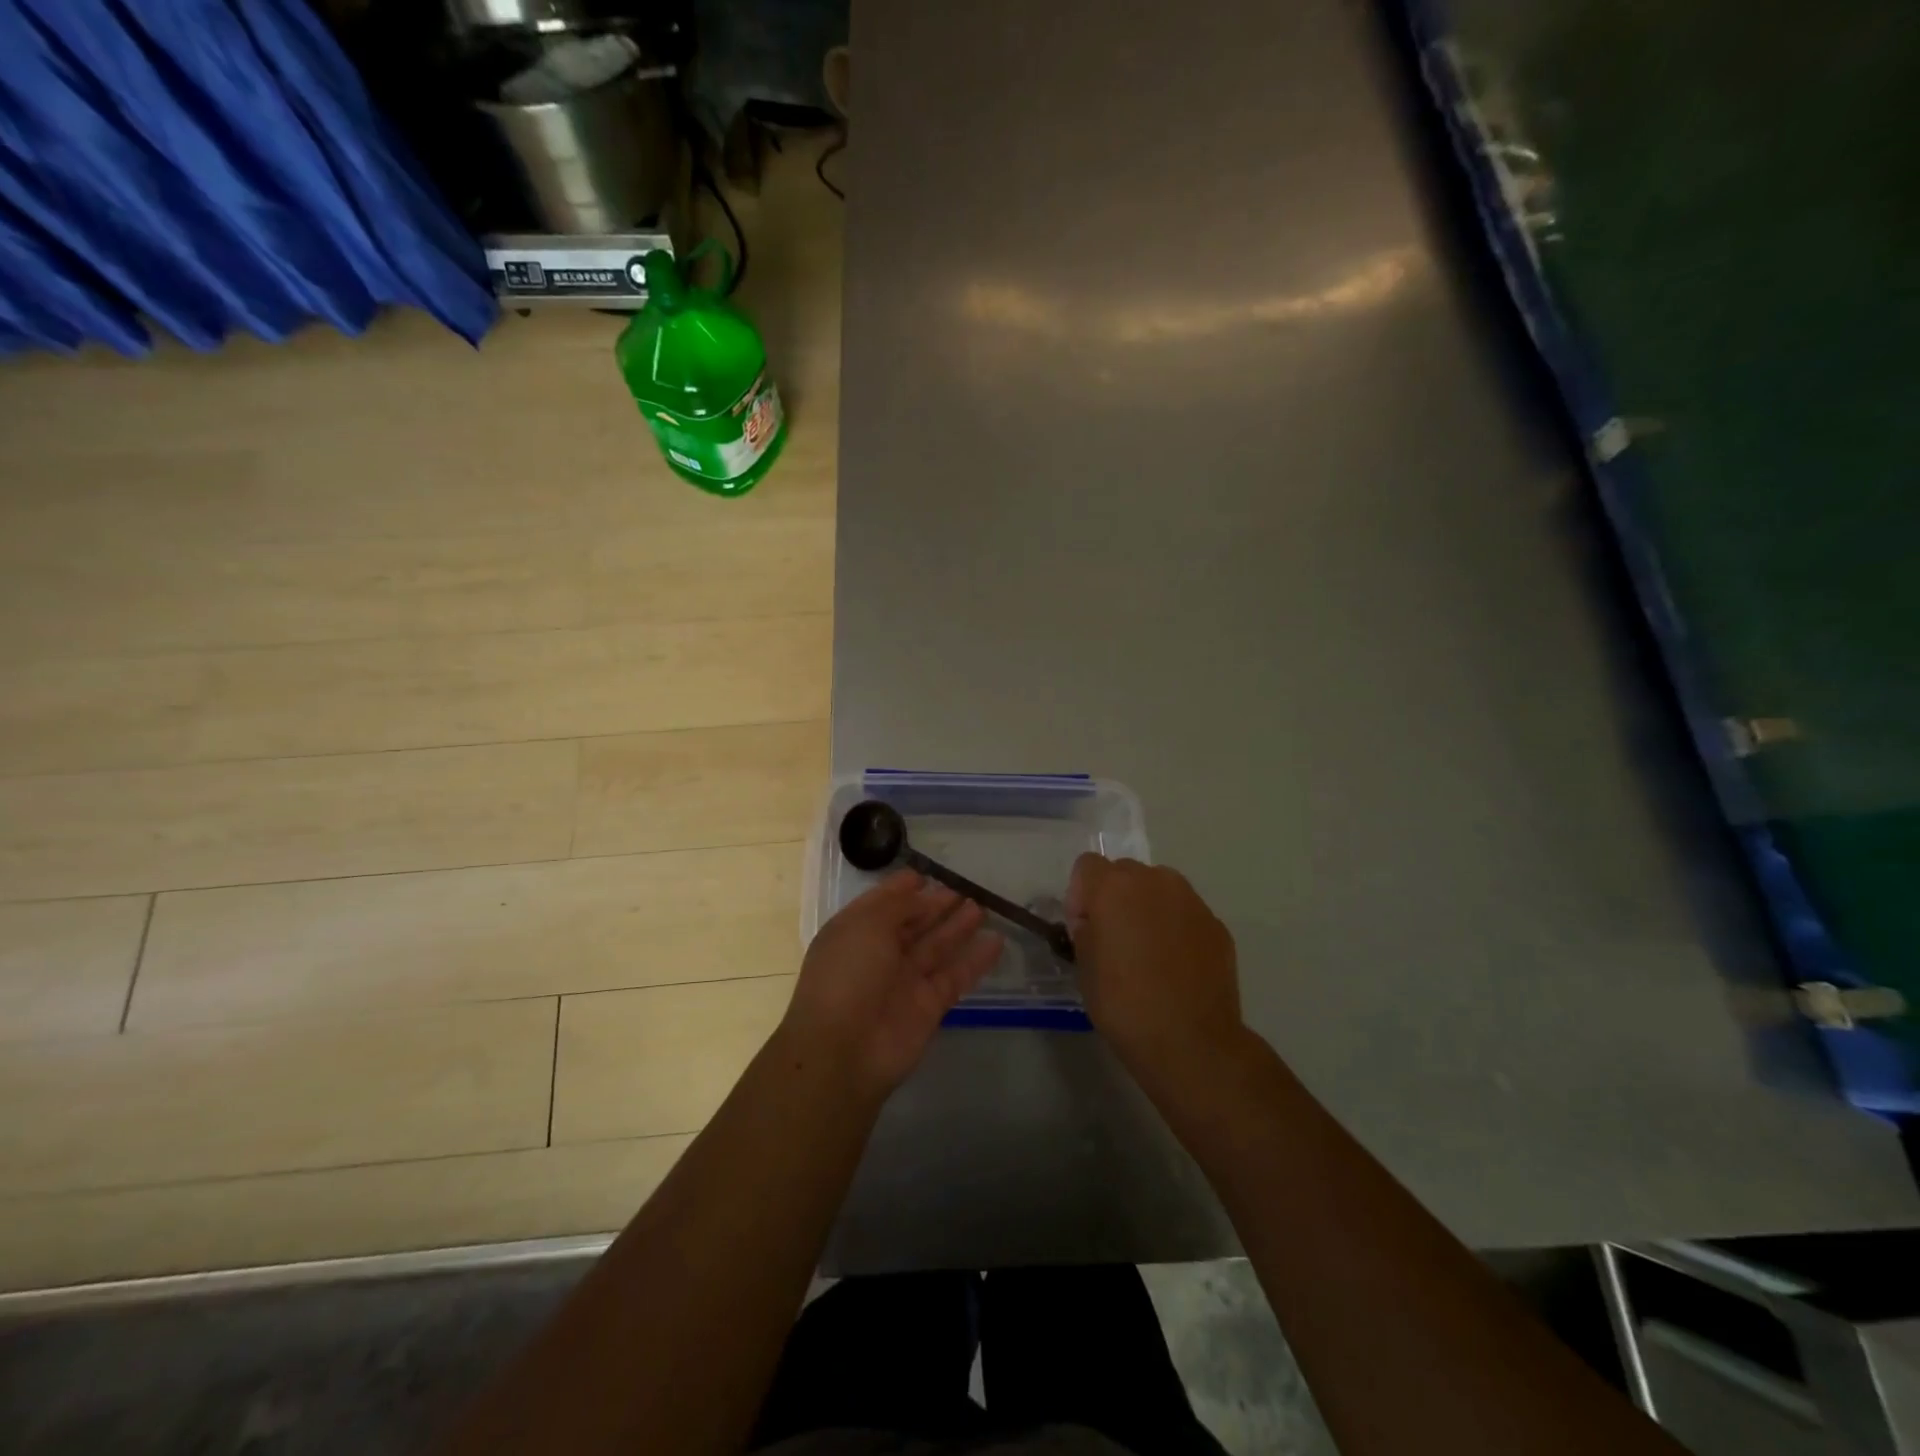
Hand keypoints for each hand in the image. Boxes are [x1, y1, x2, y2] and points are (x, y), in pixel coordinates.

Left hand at [783, 871, 1002, 1097]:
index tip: (928, 874)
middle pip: (913, 923)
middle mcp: (878, 953)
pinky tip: (997, 941)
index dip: (903, 888)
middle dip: (936, 904)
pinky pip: (955, 976)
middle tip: (966, 888)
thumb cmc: (848, 974)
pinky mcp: (929, 1005)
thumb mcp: (867, 924)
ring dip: (958, 926)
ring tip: (983, 906)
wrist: (844, 1050)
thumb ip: (898, 905)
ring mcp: (904, 981)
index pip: (882, 903)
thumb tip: (921, 893)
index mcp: (855, 931)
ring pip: (936, 947)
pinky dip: (976, 959)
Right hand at [1067, 855, 1244, 1092]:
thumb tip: (1094, 924)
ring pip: (1159, 889)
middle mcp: (1154, 881)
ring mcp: (1191, 900)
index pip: (1086, 865)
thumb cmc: (1124, 1004)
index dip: (1079, 895)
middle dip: (1115, 897)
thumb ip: (1086, 931)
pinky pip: (1185, 914)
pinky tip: (1176, 966)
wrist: (1191, 1042)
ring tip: (1148, 952)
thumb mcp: (1084, 967)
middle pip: (1125, 872)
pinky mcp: (1216, 924)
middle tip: (1114, 940)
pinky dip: (1176, 928)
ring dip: (1147, 908)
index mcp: (1114, 887)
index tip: (1084, 929)